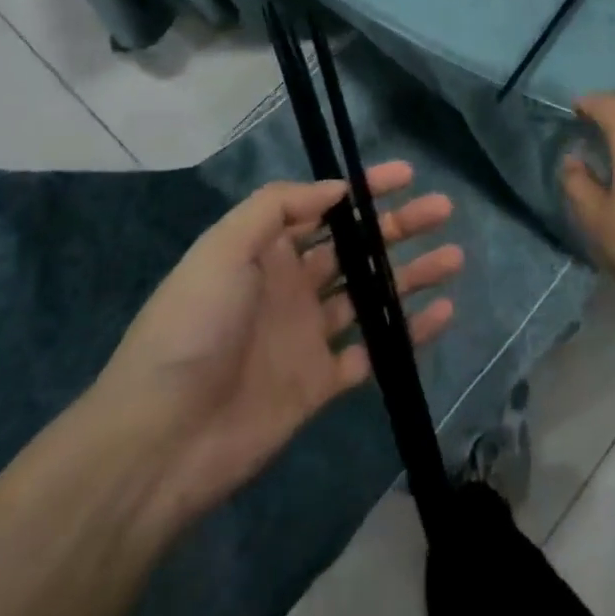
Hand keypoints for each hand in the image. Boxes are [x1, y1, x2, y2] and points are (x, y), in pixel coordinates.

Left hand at [91, 162, 461, 518]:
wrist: (160, 440)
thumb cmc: (193, 327)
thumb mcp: (224, 247)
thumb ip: (279, 207)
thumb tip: (337, 190)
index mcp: (266, 252)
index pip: (325, 208)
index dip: (365, 190)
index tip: (407, 175)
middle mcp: (291, 287)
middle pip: (356, 248)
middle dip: (399, 227)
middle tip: (443, 210)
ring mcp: (307, 335)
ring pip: (371, 296)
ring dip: (411, 275)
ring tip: (454, 257)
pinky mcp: (320, 383)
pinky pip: (373, 351)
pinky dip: (408, 333)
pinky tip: (443, 314)